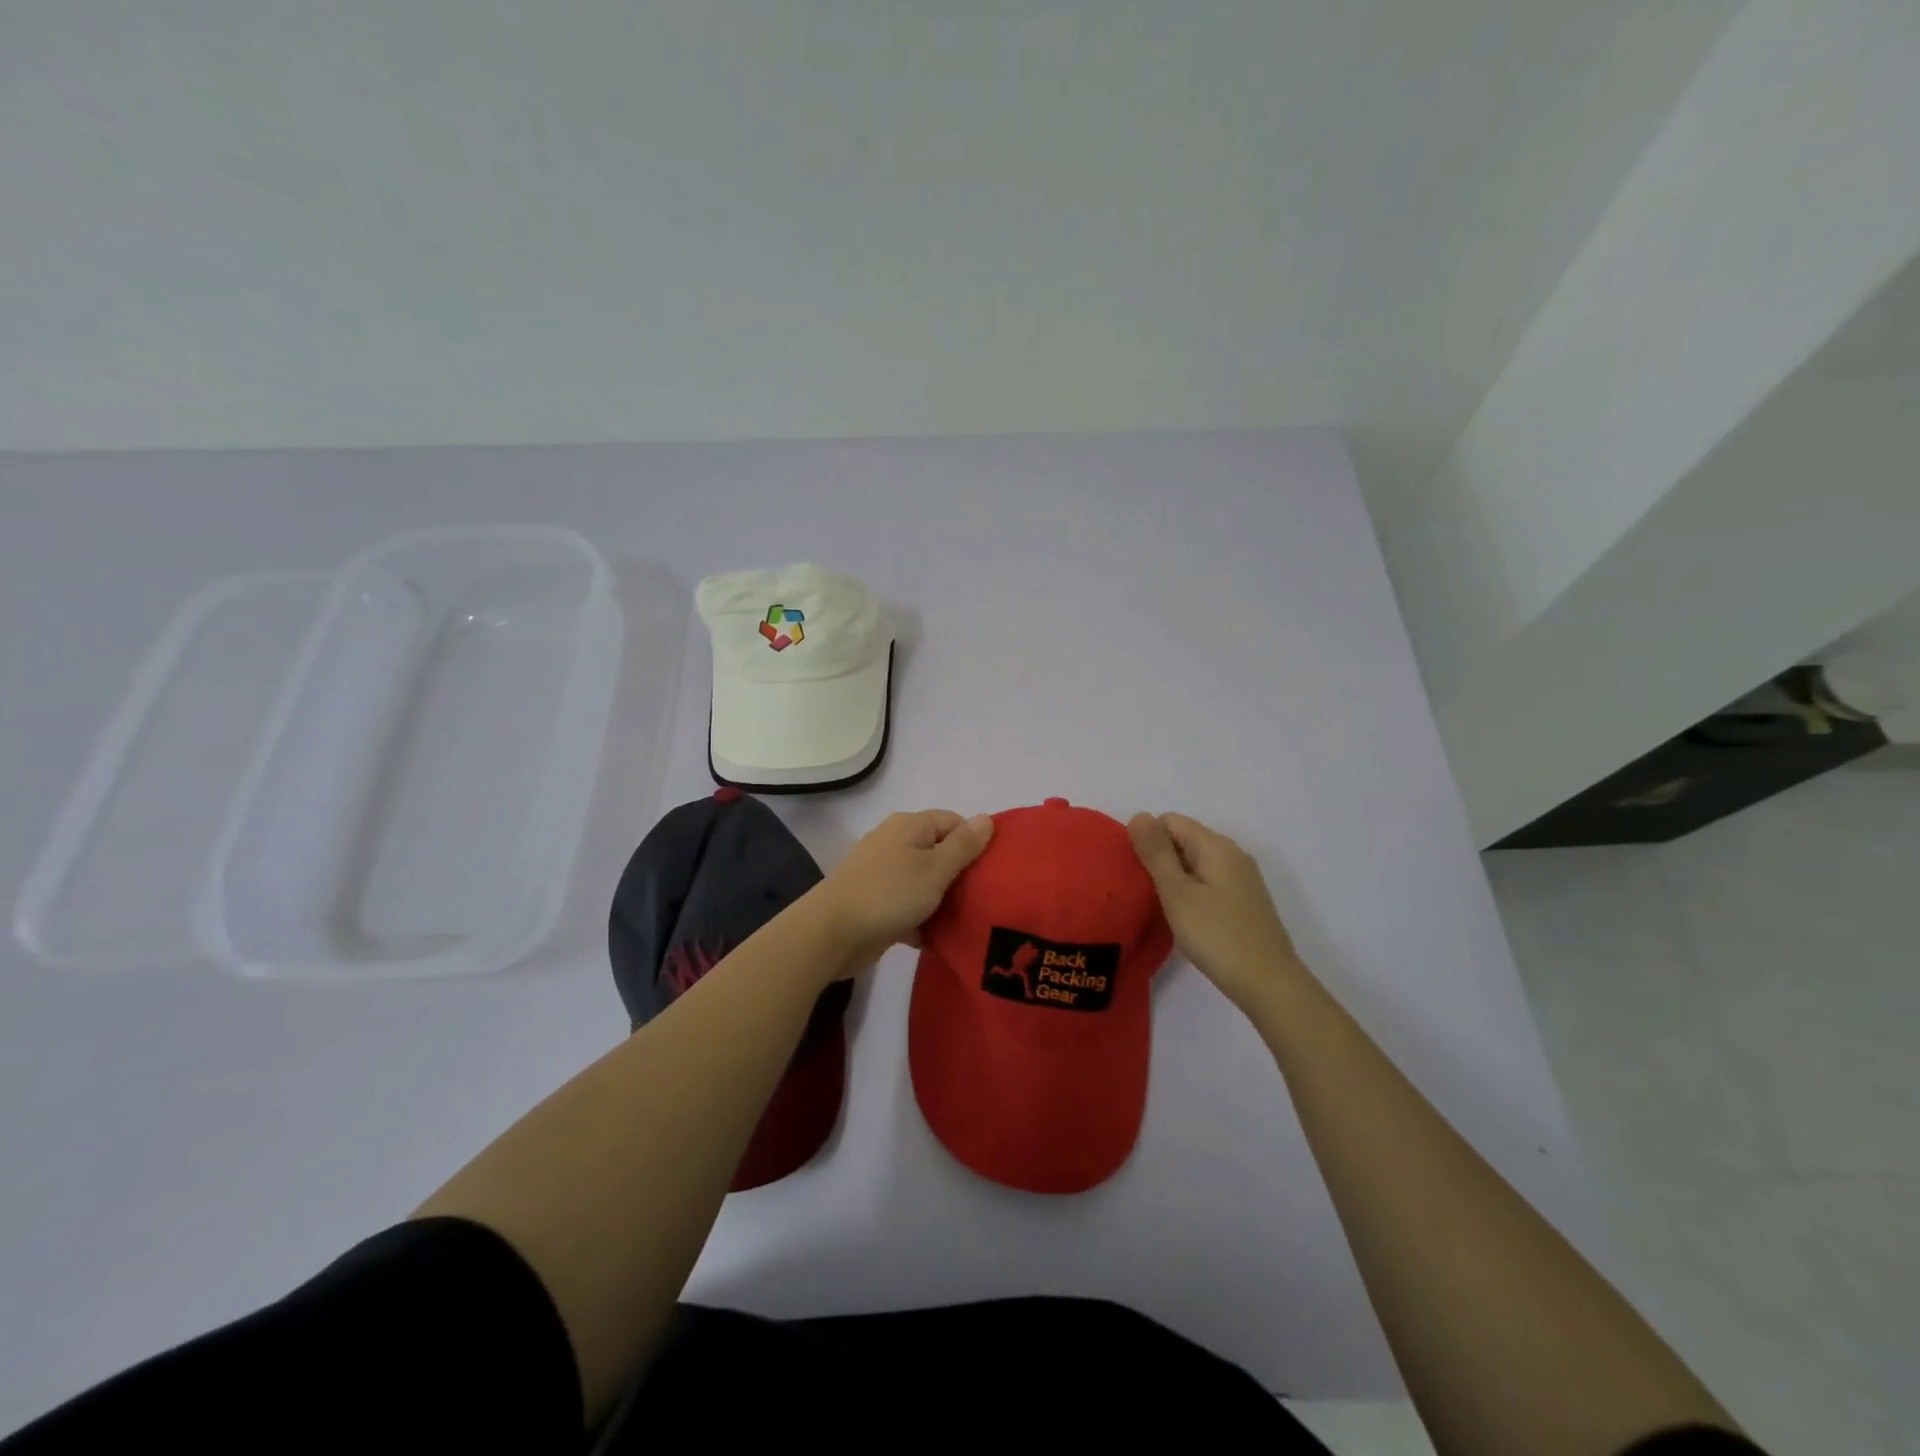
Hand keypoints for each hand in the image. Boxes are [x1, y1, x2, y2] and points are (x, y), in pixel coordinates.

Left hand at [811, 810, 994, 967]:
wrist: (832, 933)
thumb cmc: (890, 894)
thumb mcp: (936, 868)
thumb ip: (963, 845)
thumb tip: (986, 818)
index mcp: (910, 825)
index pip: (953, 822)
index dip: (974, 843)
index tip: (990, 871)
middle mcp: (894, 842)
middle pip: (939, 852)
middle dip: (960, 875)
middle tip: (982, 899)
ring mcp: (882, 872)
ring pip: (924, 881)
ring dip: (941, 901)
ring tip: (964, 921)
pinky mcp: (874, 901)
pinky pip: (907, 905)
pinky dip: (920, 918)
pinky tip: (935, 938)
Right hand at [1128, 812, 1301, 1013]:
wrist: (1268, 984)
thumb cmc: (1217, 935)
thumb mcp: (1177, 893)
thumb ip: (1156, 853)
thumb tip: (1139, 814)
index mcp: (1216, 846)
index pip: (1170, 821)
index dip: (1148, 840)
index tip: (1138, 874)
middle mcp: (1232, 855)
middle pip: (1184, 840)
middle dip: (1160, 859)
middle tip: (1146, 893)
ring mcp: (1242, 879)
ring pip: (1195, 863)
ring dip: (1174, 879)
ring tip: (1163, 908)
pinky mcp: (1244, 902)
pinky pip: (1208, 883)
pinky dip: (1191, 893)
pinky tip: (1186, 920)